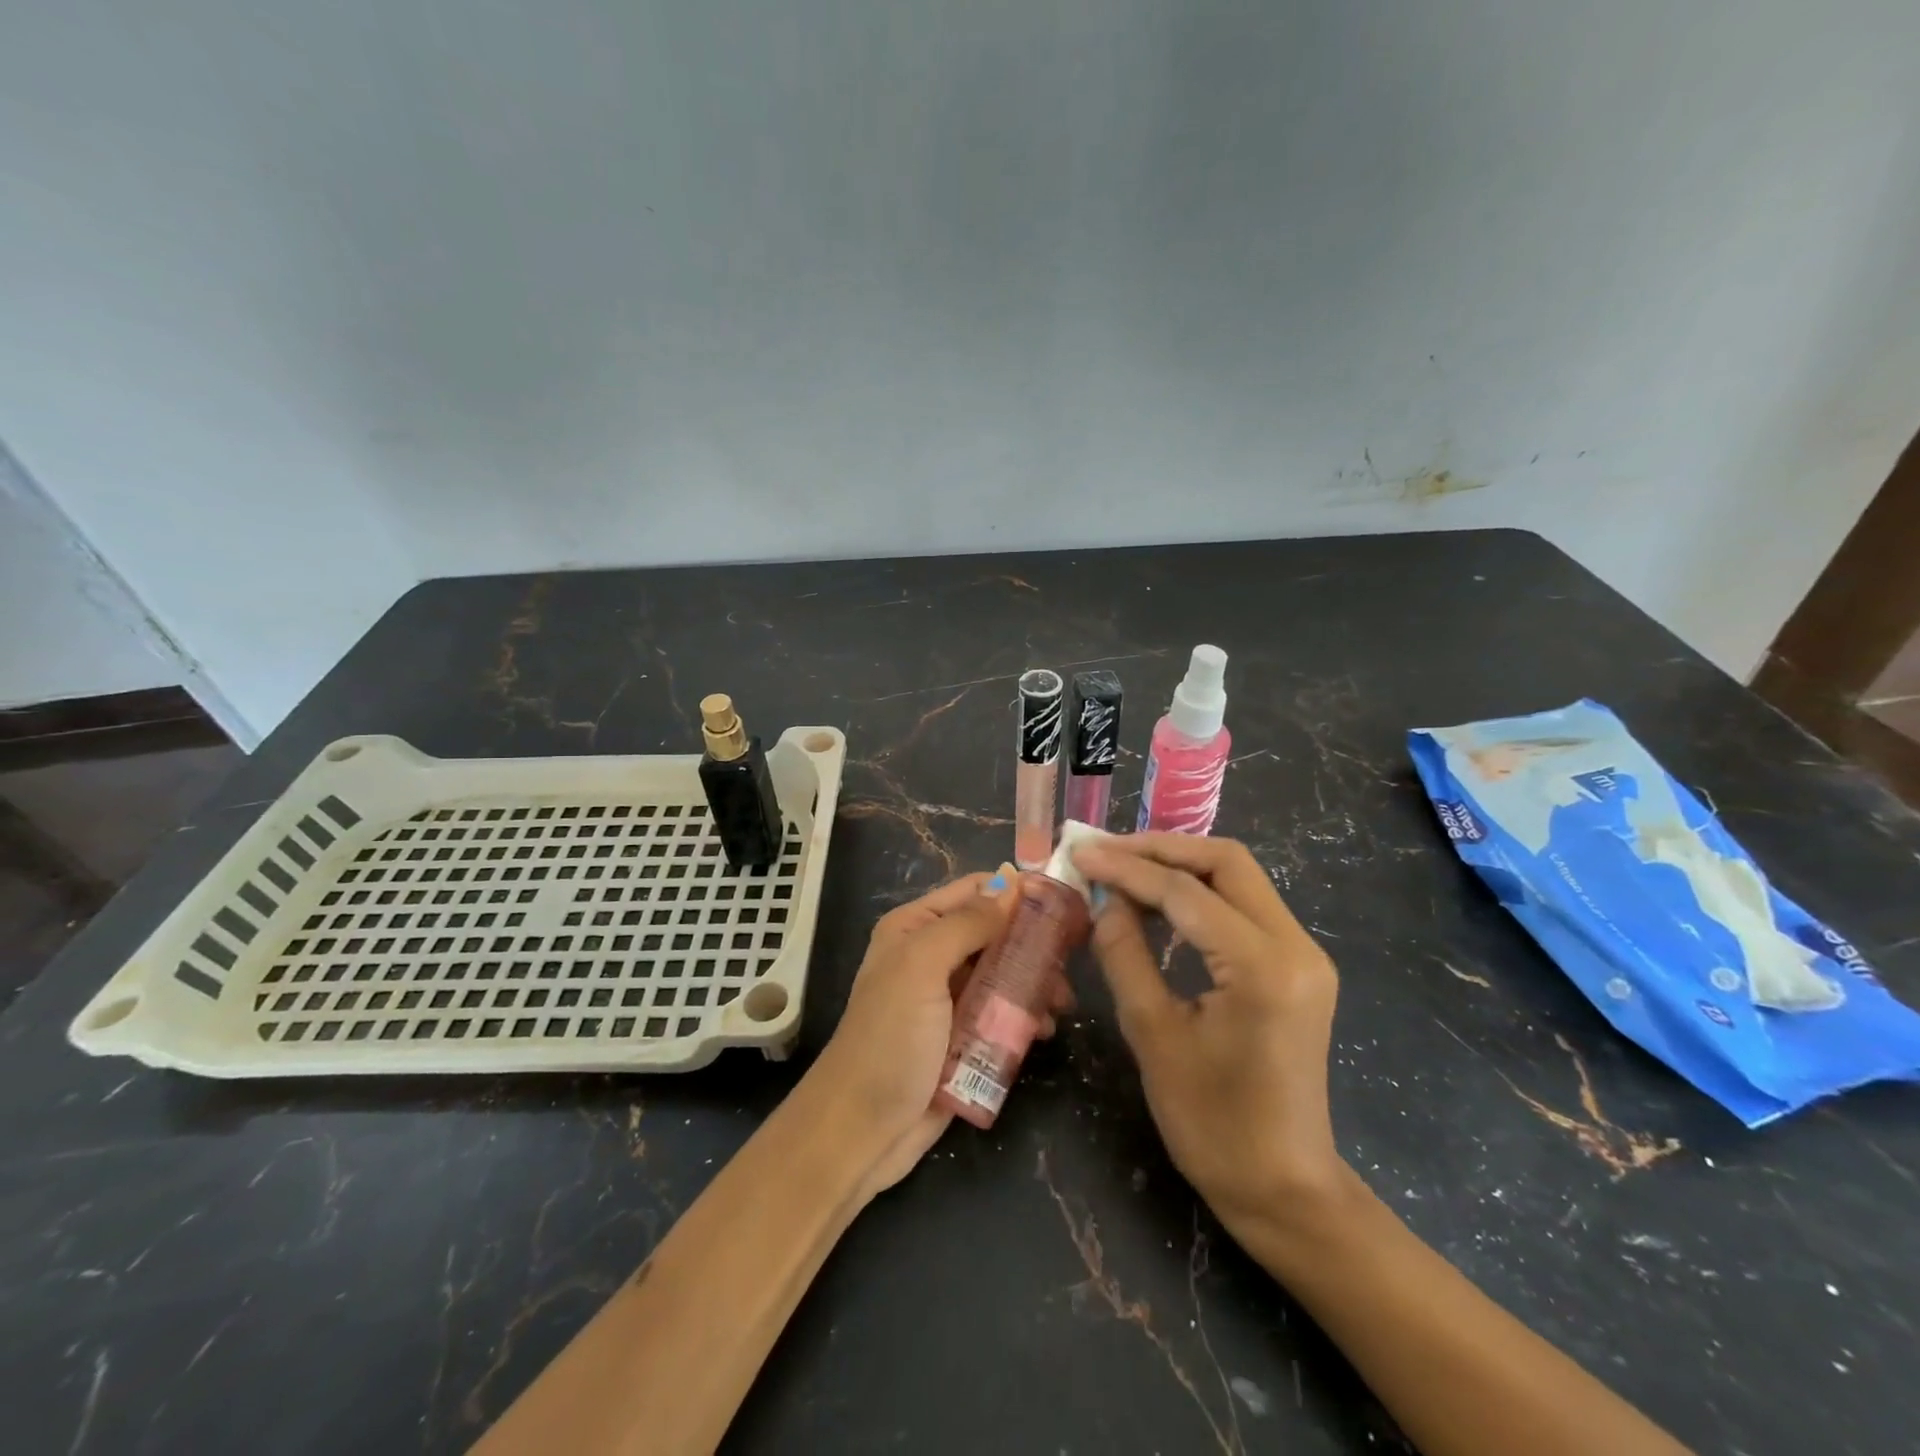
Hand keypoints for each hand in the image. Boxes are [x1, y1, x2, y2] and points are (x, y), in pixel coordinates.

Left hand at [805, 869, 1070, 1195]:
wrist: (862, 1130)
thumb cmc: (890, 1038)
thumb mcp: (921, 968)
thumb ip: (966, 924)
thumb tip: (1014, 885)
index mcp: (914, 927)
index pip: (974, 891)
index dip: (1016, 893)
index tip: (1064, 903)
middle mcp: (931, 955)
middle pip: (994, 933)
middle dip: (1032, 943)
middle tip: (1070, 960)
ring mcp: (947, 998)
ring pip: (1003, 974)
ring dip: (1034, 983)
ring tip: (1060, 1003)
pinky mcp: (963, 1037)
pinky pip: (1002, 1014)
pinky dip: (1025, 1016)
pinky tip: (1044, 1030)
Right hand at [1073, 833, 1345, 1234]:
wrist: (1284, 1188)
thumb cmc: (1212, 1124)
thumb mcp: (1152, 1034)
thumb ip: (1124, 954)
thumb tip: (1105, 898)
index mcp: (1263, 967)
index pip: (1186, 892)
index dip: (1127, 868)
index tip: (1080, 853)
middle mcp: (1296, 946)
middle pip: (1226, 861)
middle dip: (1160, 849)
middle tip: (1105, 853)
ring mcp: (1303, 953)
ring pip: (1237, 876)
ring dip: (1178, 865)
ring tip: (1122, 869)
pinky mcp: (1298, 965)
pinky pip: (1244, 905)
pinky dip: (1198, 892)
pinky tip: (1157, 901)